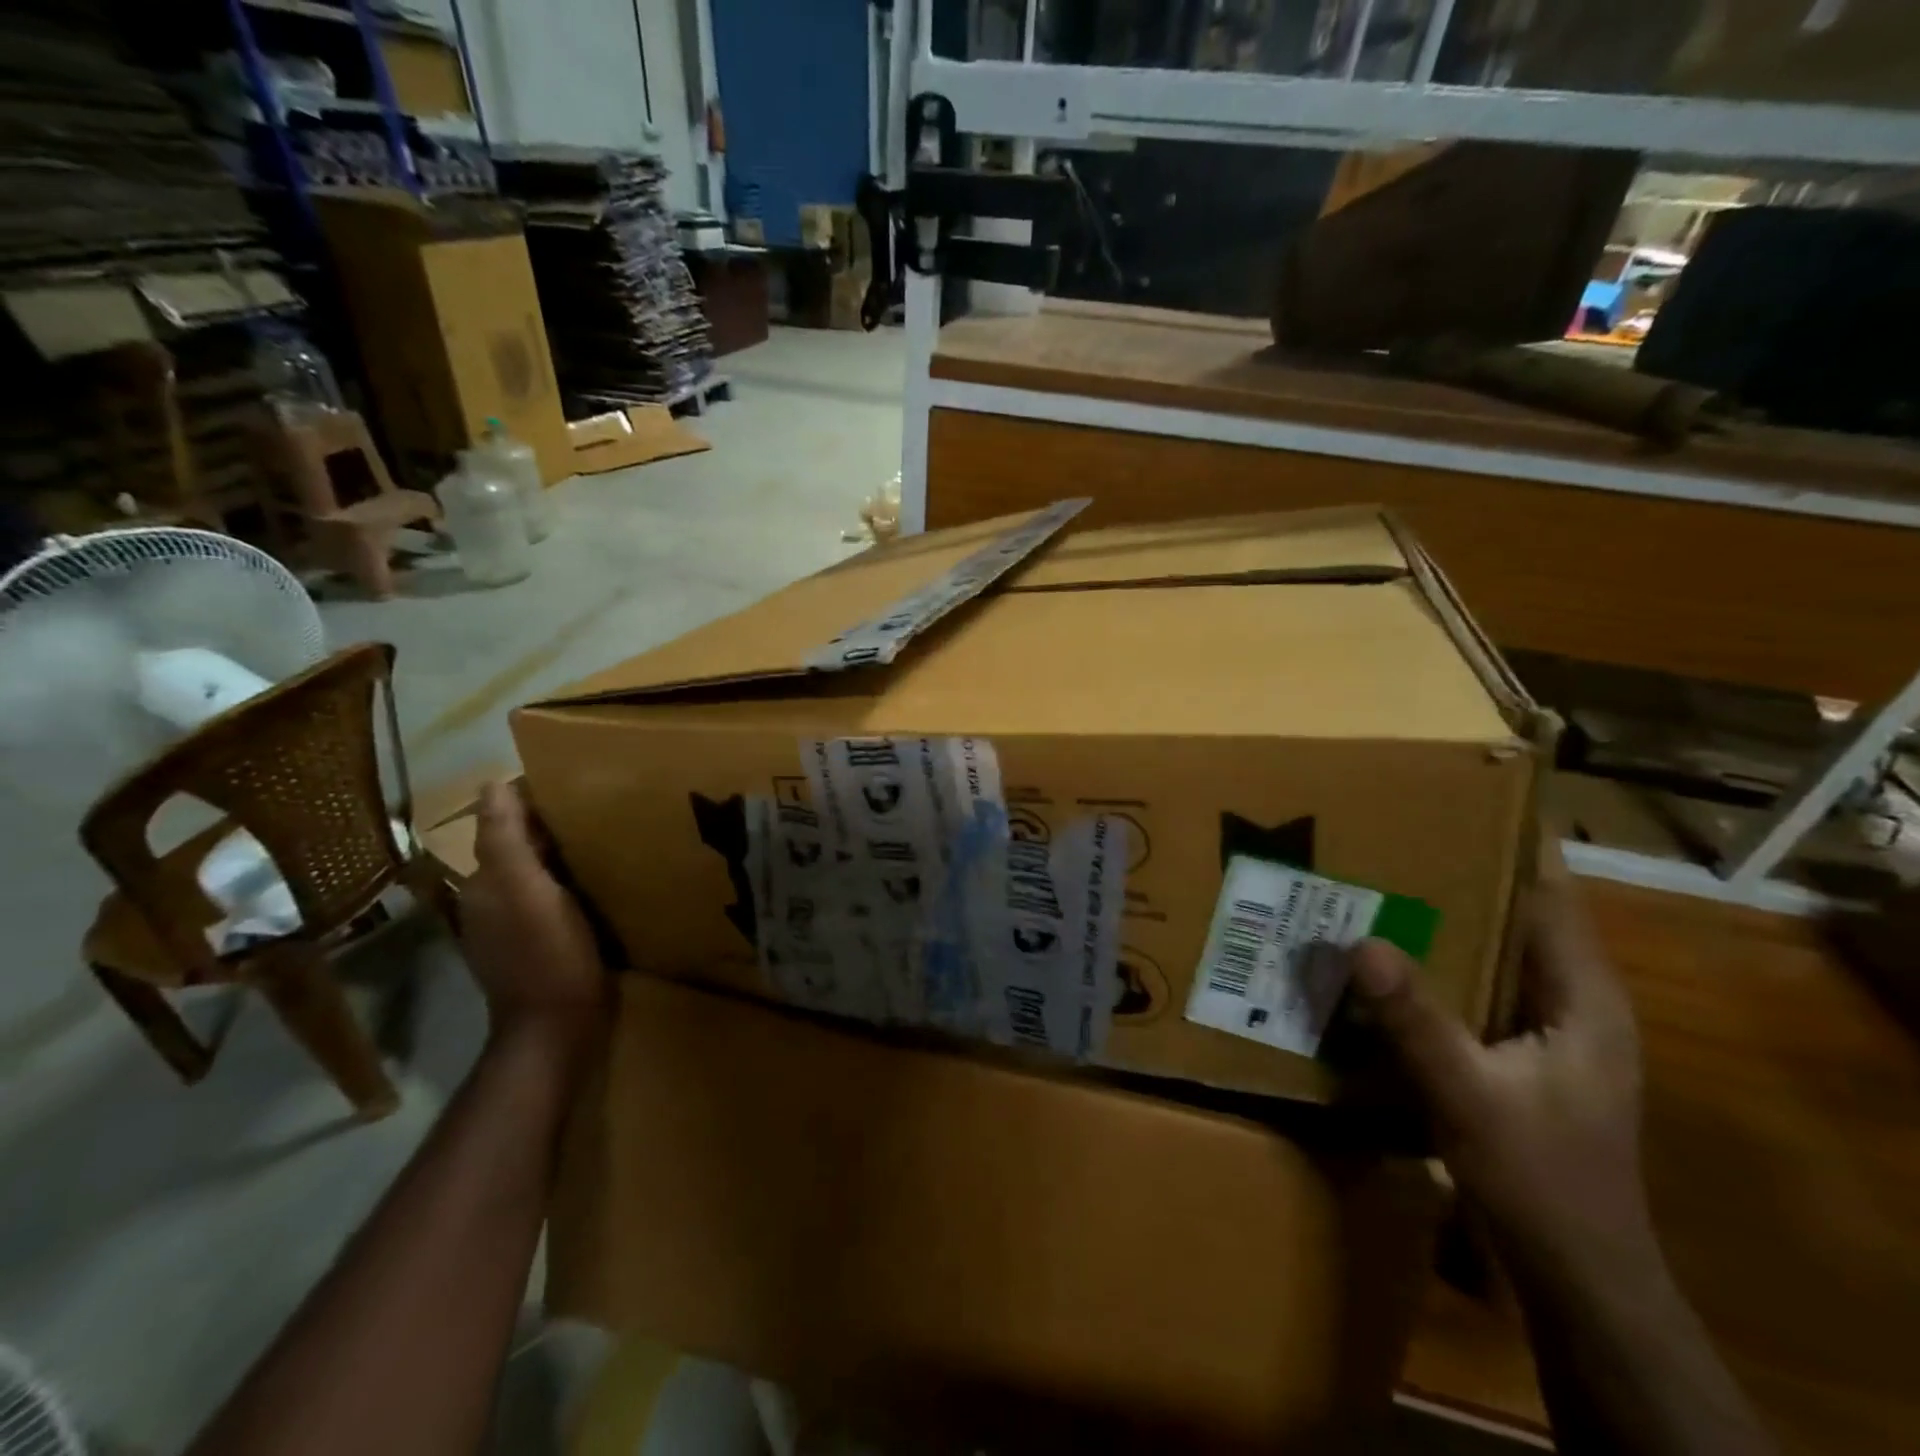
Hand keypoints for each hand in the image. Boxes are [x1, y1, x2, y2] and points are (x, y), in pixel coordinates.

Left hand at [458, 782, 606, 1049]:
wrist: (558, 1028)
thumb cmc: (548, 954)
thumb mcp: (527, 891)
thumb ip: (505, 840)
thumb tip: (493, 784)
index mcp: (486, 883)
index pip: (503, 826)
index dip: (533, 802)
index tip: (575, 785)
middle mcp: (492, 901)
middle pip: (520, 848)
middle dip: (550, 826)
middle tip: (600, 807)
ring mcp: (515, 927)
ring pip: (538, 873)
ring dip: (563, 854)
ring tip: (606, 836)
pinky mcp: (539, 945)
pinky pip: (553, 898)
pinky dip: (571, 883)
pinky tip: (600, 881)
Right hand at [1348, 843, 1653, 1288]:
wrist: (1574, 1273)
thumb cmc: (1540, 1179)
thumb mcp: (1468, 1096)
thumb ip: (1415, 1019)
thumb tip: (1361, 942)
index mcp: (1583, 996)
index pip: (1552, 895)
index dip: (1514, 842)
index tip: (1457, 795)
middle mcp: (1570, 999)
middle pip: (1516, 913)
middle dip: (1458, 871)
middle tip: (1388, 831)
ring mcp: (1544, 1027)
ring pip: (1490, 949)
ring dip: (1439, 917)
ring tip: (1372, 879)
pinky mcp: (1515, 1050)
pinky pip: (1471, 984)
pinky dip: (1432, 961)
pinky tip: (1380, 955)